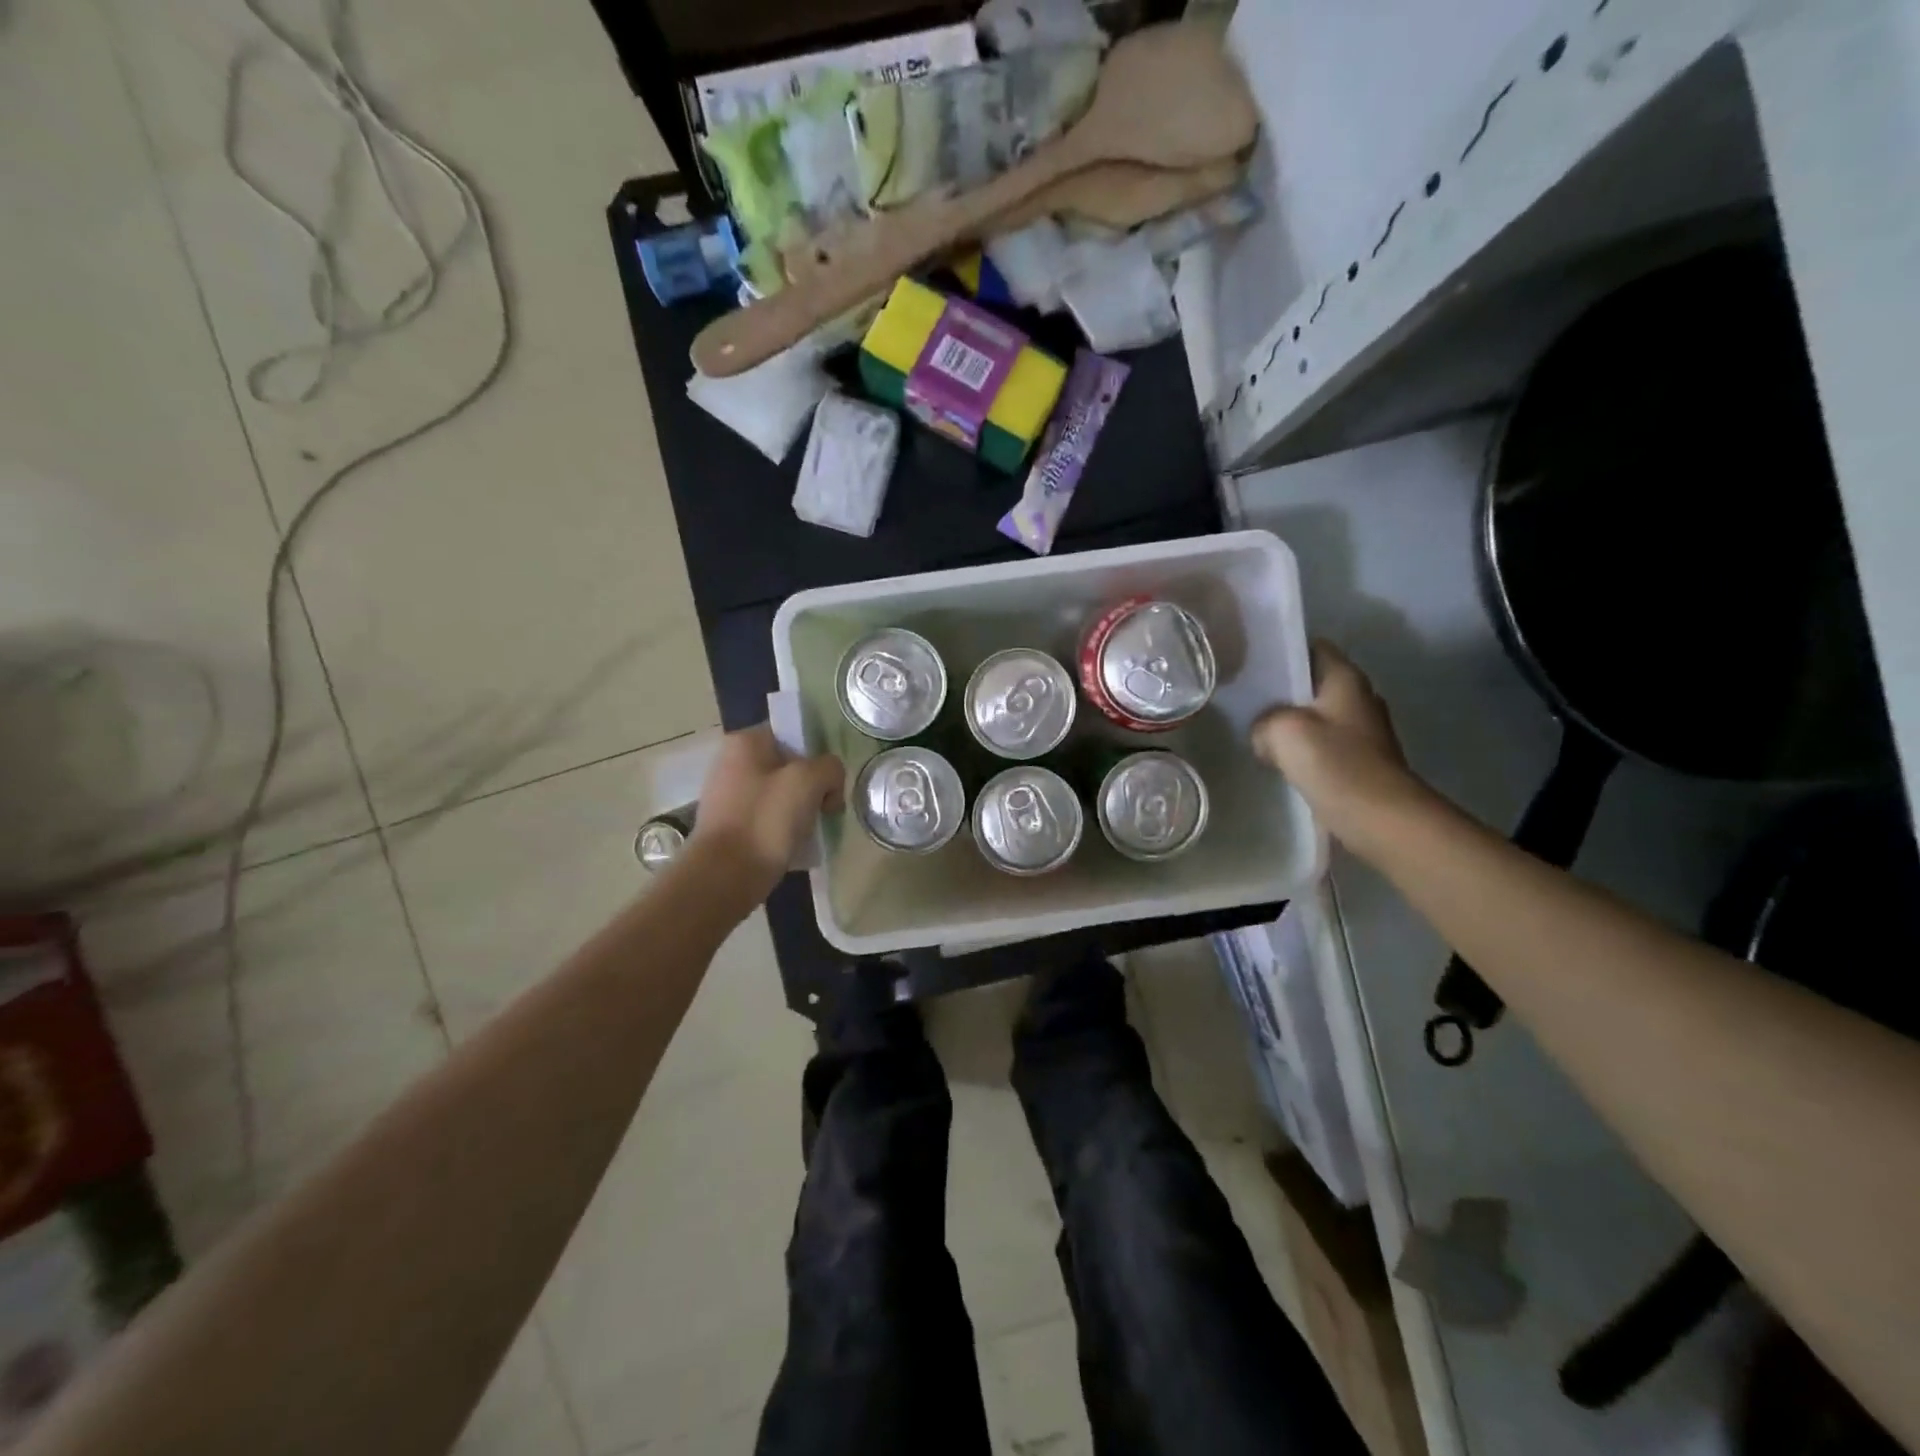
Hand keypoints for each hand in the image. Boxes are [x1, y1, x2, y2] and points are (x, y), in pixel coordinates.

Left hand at [691, 725, 843, 903]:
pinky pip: (769, 820)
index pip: (794, 735)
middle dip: (813, 788)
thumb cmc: (765, 820)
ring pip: (781, 795)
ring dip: (802, 812)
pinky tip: (794, 848)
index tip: (830, 783)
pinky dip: (785, 831)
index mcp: (745, 742)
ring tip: (812, 833)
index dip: (817, 756)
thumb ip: (829, 767)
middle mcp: (731, 763)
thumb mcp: (809, 781)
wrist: (725, 877)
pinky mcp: (730, 827)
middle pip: (790, 766)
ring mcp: (728, 797)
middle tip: (826, 810)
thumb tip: (829, 781)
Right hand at [1251, 642, 1433, 854]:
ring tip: (1258, 732)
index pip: (1313, 647)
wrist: (1380, 818)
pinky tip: (1282, 762)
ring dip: (1290, 723)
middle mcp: (1359, 698)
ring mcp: (1363, 731)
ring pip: (1316, 715)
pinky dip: (1303, 749)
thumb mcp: (1282, 731)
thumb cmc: (1334, 764)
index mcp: (1346, 679)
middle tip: (1248, 700)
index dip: (1283, 652)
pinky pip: (1323, 744)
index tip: (1254, 664)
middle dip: (1282, 691)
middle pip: (1313, 683)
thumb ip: (1263, 721)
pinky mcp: (1360, 761)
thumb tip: (1263, 733)